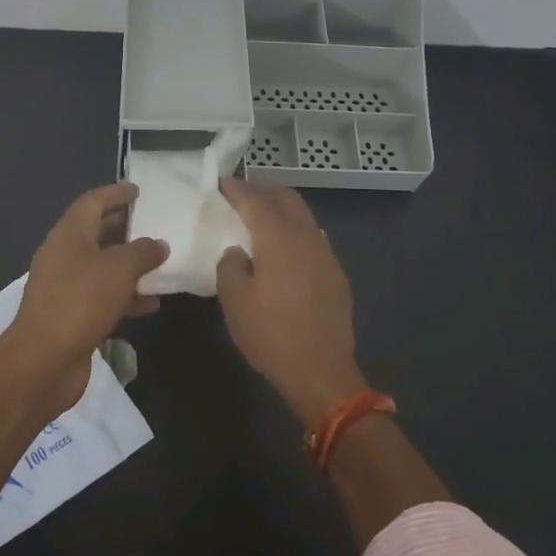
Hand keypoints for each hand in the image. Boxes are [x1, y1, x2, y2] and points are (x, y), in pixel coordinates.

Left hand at [0, 182, 167, 420]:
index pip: (92, 202)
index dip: (115, 193)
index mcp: (68, 235)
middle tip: (155, 222)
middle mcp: (64, 256)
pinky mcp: (73, 316)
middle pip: (97, 232)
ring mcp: (67, 287)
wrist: (44, 362)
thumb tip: (158, 244)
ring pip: (103, 266)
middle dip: (125, 227)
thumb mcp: (118, 269)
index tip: (139, 190)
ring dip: (130, 264)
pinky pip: (104, 296)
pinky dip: (127, 295)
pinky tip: (152, 302)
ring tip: (161, 261)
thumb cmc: (80, 302)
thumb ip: (142, 252)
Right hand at [215, 179, 365, 426]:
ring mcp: (325, 253)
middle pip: (285, 198)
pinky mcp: (335, 272)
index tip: (220, 183)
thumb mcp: (234, 301)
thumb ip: (230, 266)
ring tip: (260, 218)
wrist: (321, 372)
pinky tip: (283, 247)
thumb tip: (238, 252)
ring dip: (281, 209)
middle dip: (262, 191)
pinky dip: (294, 230)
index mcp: (278, 238)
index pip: (254, 200)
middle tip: (240, 196)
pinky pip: (312, 236)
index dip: (236, 189)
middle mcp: (306, 236)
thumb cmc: (271, 335)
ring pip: (303, 216)